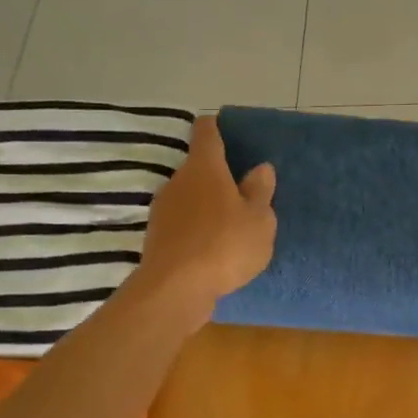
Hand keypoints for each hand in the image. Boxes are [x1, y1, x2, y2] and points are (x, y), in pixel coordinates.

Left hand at [135, 115, 276, 324]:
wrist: (175, 290)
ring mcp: (163, 210)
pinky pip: (182, 223)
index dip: (217, 128)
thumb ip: (260, 192)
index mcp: (204, 168)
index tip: (228, 131)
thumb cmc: (225, 245)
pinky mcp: (157, 237)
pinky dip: (197, 229)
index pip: (206, 132)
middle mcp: (178, 181)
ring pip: (189, 197)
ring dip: (207, 206)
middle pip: (198, 168)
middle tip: (242, 192)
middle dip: (218, 176)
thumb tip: (260, 168)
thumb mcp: (259, 220)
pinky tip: (213, 249)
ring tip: (230, 225)